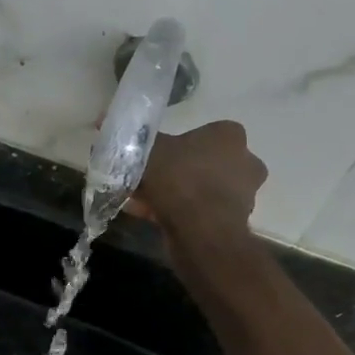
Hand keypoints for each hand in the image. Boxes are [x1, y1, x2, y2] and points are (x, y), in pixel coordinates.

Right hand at [126, 121, 267, 242]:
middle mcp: (245, 161)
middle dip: (173, 173)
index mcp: (230, 135)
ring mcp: (243, 194)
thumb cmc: (180, 180)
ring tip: (142, 203)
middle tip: (146, 182)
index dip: (174, 146)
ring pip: (199, 190)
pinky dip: (179, 213)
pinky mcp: (234, 222)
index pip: (202, 134)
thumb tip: (109, 122)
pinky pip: (200, 211)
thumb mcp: (148, 151)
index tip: (154, 158)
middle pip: (200, 163)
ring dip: (175, 195)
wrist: (201, 232)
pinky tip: (151, 218)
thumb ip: (135, 139)